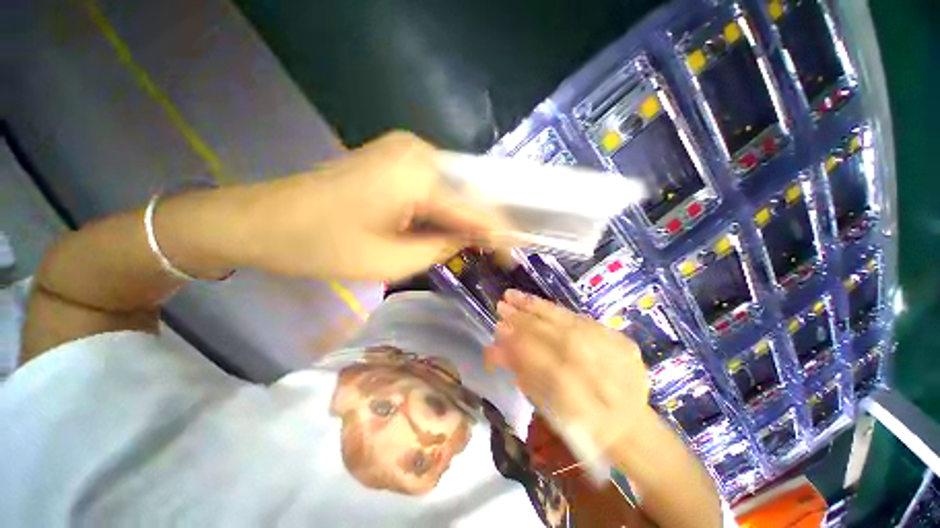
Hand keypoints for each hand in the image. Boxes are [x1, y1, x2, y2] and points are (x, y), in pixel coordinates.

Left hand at [237, 131, 503, 280]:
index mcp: (419, 173)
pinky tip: (451, 231)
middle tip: (498, 254)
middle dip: (483, 226)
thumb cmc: (323, 246)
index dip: (499, 233)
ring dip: (463, 220)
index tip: (517, 252)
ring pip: (451, 191)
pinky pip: (433, 188)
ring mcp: (405, 151)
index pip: (474, 208)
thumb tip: (472, 239)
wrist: (263, 221)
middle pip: (466, 195)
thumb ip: (443, 246)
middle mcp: (419, 151)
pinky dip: (444, 211)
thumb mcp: (393, 260)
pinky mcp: (395, 159)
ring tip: (480, 247)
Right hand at [485, 289, 652, 455]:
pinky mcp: (621, 340)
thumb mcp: (546, 406)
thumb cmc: (579, 423)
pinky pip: (583, 320)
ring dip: (537, 307)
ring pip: (569, 323)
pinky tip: (539, 305)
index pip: (541, 360)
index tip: (497, 327)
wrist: (628, 425)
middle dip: (523, 319)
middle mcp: (599, 370)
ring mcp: (613, 352)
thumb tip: (493, 349)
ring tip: (514, 296)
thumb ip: (520, 373)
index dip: (516, 341)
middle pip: (554, 336)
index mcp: (580, 397)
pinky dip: (557, 311)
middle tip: (501, 305)